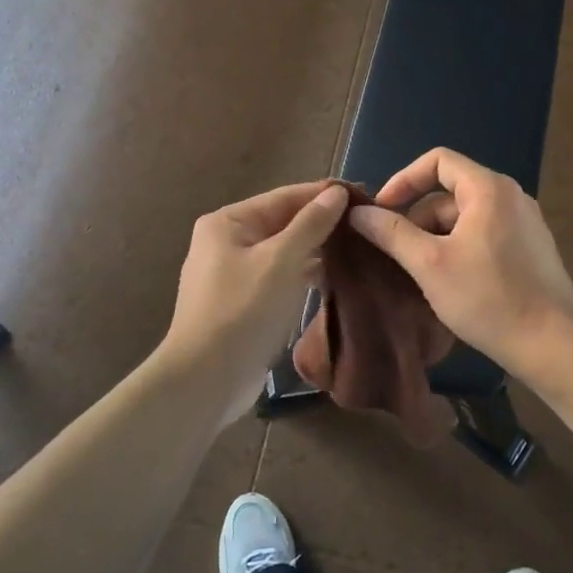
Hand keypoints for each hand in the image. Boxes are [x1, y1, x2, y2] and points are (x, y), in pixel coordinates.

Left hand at [163, 181, 349, 421]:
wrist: (206, 380)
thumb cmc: (243, 310)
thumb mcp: (282, 260)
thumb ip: (311, 224)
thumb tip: (336, 192)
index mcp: (228, 222)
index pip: (284, 197)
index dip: (323, 194)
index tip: (363, 196)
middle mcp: (226, 242)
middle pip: (282, 223)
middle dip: (322, 224)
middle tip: (366, 225)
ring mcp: (232, 275)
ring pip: (282, 253)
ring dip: (315, 251)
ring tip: (358, 250)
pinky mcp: (242, 304)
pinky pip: (278, 278)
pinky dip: (302, 276)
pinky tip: (333, 279)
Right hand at [347, 149, 572, 370]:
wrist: (552, 344)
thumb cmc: (488, 297)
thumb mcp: (429, 264)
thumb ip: (391, 233)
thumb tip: (358, 213)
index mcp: (489, 188)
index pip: (437, 161)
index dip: (403, 180)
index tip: (381, 211)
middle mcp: (511, 196)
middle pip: (450, 193)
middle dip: (417, 219)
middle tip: (395, 255)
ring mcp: (525, 223)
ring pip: (466, 218)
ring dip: (436, 238)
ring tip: (417, 275)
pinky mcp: (531, 249)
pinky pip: (484, 235)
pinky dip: (459, 248)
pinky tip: (448, 283)